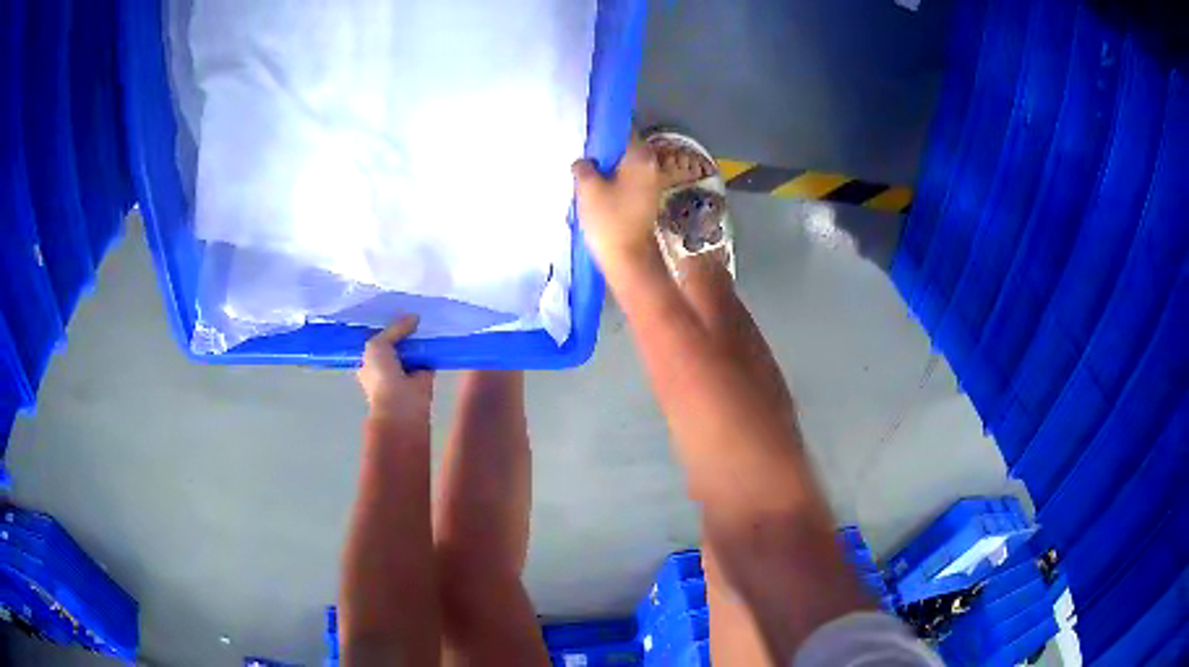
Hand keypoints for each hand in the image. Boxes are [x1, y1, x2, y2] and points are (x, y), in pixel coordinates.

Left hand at [358, 317, 433, 425]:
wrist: (402, 405)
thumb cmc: (381, 376)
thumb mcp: (377, 345)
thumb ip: (393, 329)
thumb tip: (413, 317)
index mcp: (369, 362)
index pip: (375, 340)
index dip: (383, 326)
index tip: (393, 309)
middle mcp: (386, 366)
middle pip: (395, 342)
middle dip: (403, 329)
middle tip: (412, 309)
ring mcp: (406, 371)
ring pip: (413, 348)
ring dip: (419, 337)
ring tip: (427, 316)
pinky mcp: (425, 375)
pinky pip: (428, 356)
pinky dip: (433, 347)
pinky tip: (437, 332)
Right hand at [572, 141, 662, 273]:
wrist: (628, 258)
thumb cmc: (609, 219)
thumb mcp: (587, 188)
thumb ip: (583, 166)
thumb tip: (584, 162)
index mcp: (641, 157)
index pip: (623, 130)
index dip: (603, 129)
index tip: (586, 131)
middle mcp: (651, 165)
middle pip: (623, 148)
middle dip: (603, 150)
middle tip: (580, 155)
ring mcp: (650, 183)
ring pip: (623, 165)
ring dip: (605, 167)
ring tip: (584, 173)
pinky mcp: (644, 198)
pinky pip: (625, 180)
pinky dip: (611, 180)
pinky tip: (595, 189)